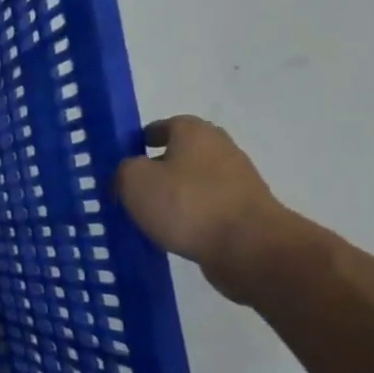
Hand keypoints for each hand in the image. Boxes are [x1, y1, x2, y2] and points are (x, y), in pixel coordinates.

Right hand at [113, 116, 300, 302]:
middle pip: (181, 154)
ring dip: (173, 195)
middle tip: (131, 188)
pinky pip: (206, 208)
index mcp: (195, 133)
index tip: (124, 157)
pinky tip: (171, 233)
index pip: (166, 125)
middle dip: (157, 168)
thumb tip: (130, 173)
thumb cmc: (187, 204)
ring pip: (193, 182)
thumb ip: (124, 170)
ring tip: (147, 216)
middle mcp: (221, 149)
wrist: (249, 247)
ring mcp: (238, 181)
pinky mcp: (245, 212)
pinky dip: (189, 216)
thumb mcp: (135, 180)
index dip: (142, 139)